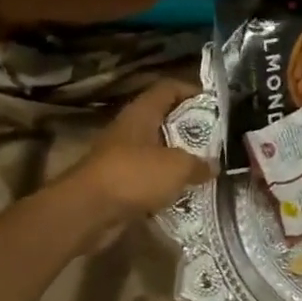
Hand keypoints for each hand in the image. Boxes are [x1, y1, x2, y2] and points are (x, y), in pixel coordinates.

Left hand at [71, 79, 214, 219]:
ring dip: (177, 160)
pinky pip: (146, 178)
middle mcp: (129, 130)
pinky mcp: (116, 184)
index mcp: (141, 113)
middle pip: (162, 120)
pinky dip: (163, 185)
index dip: (191, 91)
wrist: (87, 212)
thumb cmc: (133, 175)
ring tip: (204, 170)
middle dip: (188, 129)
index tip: (214, 105)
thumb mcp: (177, 167)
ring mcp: (120, 157)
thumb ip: (198, 164)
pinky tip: (183, 195)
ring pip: (155, 151)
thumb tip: (213, 166)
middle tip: (214, 142)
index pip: (167, 88)